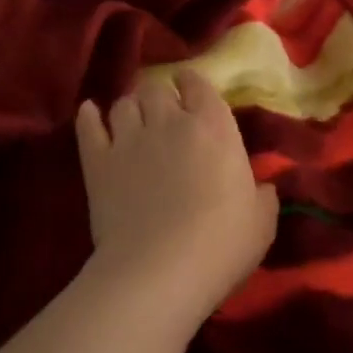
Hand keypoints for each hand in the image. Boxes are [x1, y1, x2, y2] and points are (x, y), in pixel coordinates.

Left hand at [75, 69, 278, 321]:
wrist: (161, 270)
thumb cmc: (222, 243)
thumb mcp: (261, 222)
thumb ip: (263, 196)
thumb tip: (263, 188)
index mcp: (213, 127)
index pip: (199, 84)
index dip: (192, 82)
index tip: (190, 88)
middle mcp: (169, 121)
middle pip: (156, 89)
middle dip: (159, 96)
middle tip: (162, 114)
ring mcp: (129, 139)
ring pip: (123, 103)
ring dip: (130, 108)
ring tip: (132, 121)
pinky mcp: (98, 163)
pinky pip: (88, 127)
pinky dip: (89, 117)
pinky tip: (90, 114)